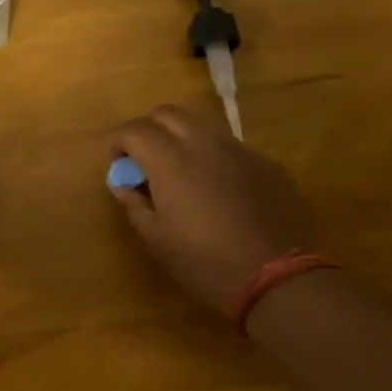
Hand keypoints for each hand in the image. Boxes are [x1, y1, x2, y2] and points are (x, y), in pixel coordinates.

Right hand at [109, 105, 318, 313]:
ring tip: (179, 171)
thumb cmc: (204, 261)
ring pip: (201, 125)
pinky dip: (212, 156)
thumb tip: (126, 185)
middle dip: (148, 129)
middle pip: (167, 114)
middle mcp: (204, 143)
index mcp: (171, 160)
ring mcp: (240, 150)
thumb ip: (135, 204)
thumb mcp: (156, 238)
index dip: (118, 141)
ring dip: (181, 138)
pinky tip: (216, 188)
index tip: (115, 161)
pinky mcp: (266, 163)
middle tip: (143, 160)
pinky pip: (230, 147)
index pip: (135, 130)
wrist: (276, 276)